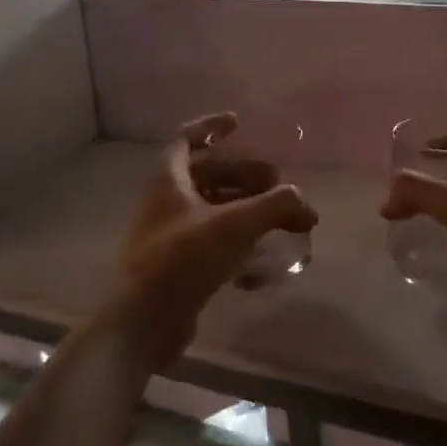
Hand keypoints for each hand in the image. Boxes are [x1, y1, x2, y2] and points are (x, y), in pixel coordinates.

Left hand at [118, 113, 316, 362]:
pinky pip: (214, 244)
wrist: (144, 321)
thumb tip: (302, 201)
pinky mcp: (179, 267)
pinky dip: (240, 245)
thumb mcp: (236, 224)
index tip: (239, 124)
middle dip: (247, 176)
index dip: (211, 126)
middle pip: (210, 175)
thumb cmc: (185, 258)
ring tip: (283, 223)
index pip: (186, 138)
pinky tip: (263, 264)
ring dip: (249, 211)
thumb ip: (275, 205)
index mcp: (169, 180)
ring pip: (215, 210)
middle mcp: (166, 202)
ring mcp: (171, 236)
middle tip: (279, 187)